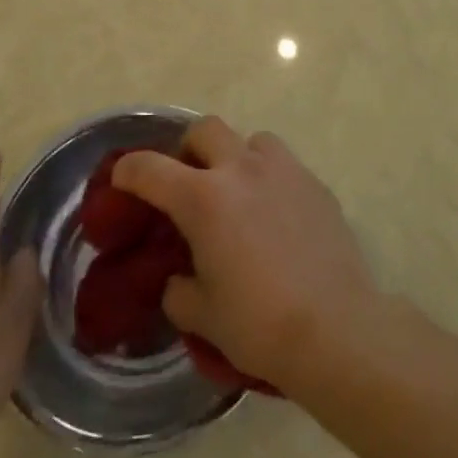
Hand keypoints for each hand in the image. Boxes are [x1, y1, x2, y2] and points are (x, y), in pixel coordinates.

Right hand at [112, 118, 379, 394]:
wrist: (336, 328)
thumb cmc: (259, 324)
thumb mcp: (203, 316)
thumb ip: (180, 290)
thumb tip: (179, 279)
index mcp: (204, 198)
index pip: (151, 168)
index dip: (128, 170)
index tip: (121, 178)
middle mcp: (241, 169)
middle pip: (205, 129)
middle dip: (188, 149)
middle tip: (188, 182)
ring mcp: (283, 171)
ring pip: (251, 140)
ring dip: (236, 158)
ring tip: (238, 194)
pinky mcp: (315, 183)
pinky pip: (284, 166)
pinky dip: (270, 180)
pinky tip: (276, 217)